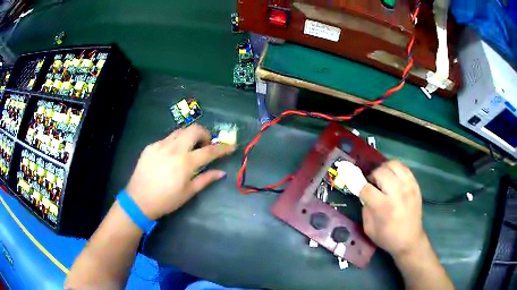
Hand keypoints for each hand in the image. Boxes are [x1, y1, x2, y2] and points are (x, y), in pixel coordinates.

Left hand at [126, 124, 235, 219]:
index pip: (210, 151)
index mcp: (185, 163)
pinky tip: (171, 155)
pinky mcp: (151, 146)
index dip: (223, 148)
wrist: (139, 200)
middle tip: (205, 145)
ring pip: (180, 131)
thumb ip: (205, 179)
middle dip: (205, 134)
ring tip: (189, 149)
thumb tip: (221, 172)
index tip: (232, 146)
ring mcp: (160, 145)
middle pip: (194, 130)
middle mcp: (173, 149)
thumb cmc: (166, 200)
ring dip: (189, 136)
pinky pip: (167, 139)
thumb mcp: (188, 192)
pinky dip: (175, 143)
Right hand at [359, 160, 425, 258]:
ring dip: (384, 169)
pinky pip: (404, 168)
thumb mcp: (369, 228)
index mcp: (384, 207)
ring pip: (393, 164)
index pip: (366, 188)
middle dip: (372, 176)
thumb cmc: (387, 237)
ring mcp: (408, 187)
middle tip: (372, 184)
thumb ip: (365, 208)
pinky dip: (395, 170)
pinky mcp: (415, 185)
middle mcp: (397, 193)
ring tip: (383, 178)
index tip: (356, 186)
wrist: (410, 240)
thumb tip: (364, 193)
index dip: (358, 186)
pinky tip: (393, 178)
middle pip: (380, 172)